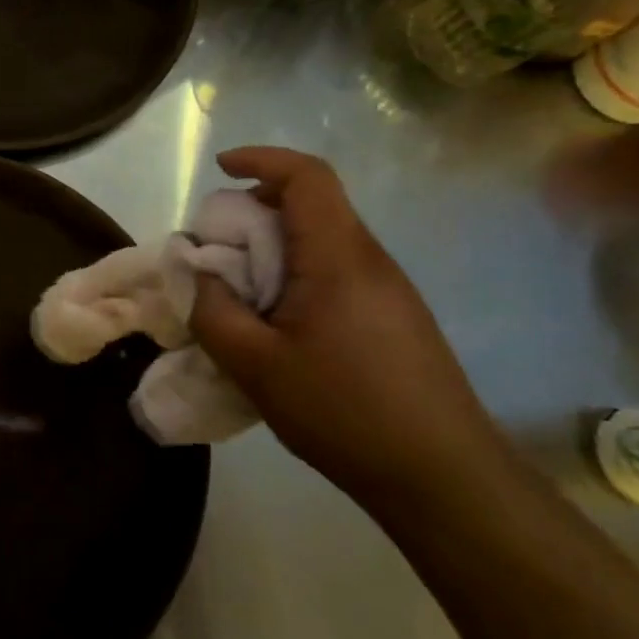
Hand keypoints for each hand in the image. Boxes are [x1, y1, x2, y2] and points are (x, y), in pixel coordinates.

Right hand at [189, 147, 511, 509]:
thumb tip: (194, 270)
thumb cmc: (344, 412)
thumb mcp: (254, 364)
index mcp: (338, 258)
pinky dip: (295, 273)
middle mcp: (369, 260)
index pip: (307, 177)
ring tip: (238, 290)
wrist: (444, 479)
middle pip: (312, 204)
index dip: (261, 160)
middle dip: (255, 209)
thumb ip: (211, 309)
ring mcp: (388, 289)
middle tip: (215, 248)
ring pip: (322, 240)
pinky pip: (336, 271)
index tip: (220, 170)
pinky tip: (277, 323)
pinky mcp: (395, 317)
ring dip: (273, 246)